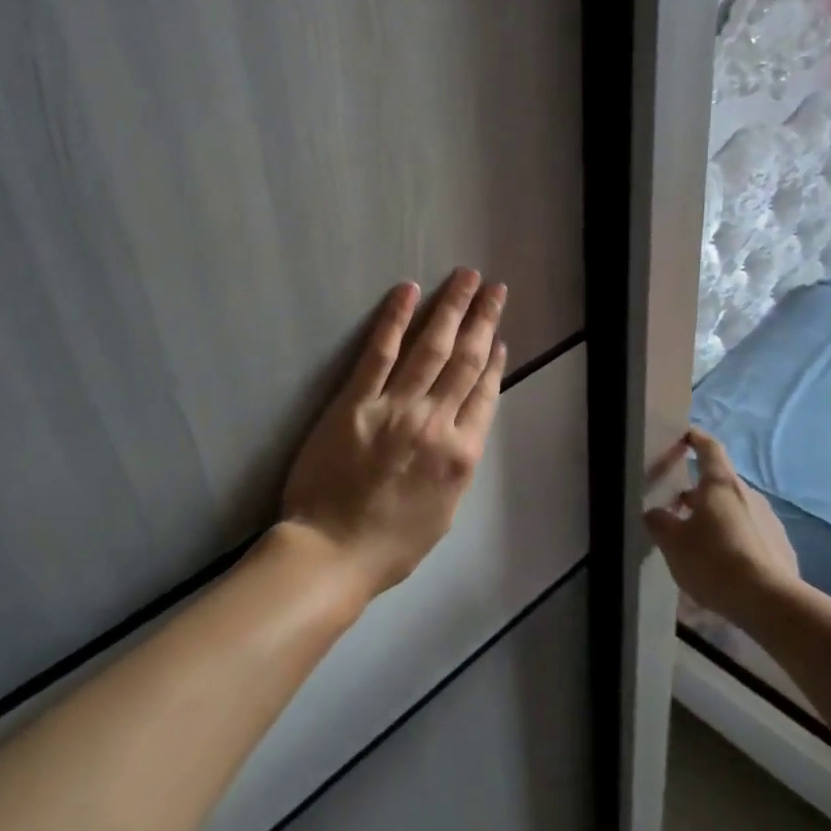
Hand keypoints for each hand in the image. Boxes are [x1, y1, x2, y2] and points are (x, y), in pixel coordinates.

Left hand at [280, 269, 507, 600]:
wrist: (332, 552)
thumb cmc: (390, 544)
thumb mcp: (444, 512)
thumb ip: (456, 465)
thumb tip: (463, 428)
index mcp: (460, 456)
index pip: (484, 394)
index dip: (493, 361)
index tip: (498, 336)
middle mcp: (435, 424)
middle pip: (464, 360)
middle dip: (481, 319)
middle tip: (493, 287)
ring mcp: (395, 409)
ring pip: (431, 348)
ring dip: (451, 308)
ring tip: (465, 278)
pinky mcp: (356, 402)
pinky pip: (380, 353)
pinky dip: (395, 319)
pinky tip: (408, 291)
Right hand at [645, 427, 799, 624]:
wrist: (770, 603)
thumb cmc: (714, 561)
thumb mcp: (673, 543)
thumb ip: (660, 522)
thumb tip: (655, 513)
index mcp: (720, 484)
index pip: (709, 448)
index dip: (697, 439)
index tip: (686, 435)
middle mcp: (748, 495)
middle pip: (720, 484)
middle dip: (698, 492)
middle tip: (677, 508)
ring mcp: (770, 521)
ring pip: (736, 510)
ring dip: (716, 518)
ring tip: (698, 541)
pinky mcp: (782, 548)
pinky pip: (751, 535)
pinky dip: (735, 540)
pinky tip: (724, 564)